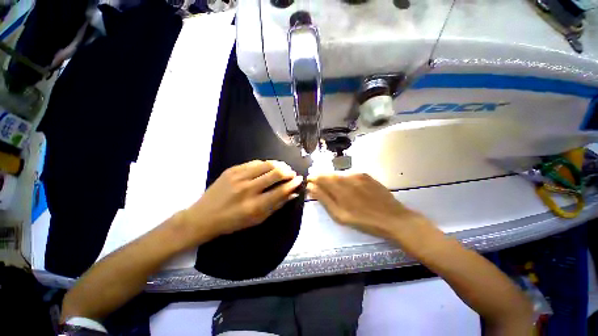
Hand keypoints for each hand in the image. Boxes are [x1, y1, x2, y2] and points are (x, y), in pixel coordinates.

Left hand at [181, 160, 302, 242]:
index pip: (281, 190)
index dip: (293, 183)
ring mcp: (239, 177)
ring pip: (266, 164)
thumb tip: (293, 194)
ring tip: (283, 167)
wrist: (204, 216)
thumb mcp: (257, 219)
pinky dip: (265, 163)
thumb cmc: (233, 222)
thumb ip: (277, 205)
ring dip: (279, 165)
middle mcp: (248, 189)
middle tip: (292, 173)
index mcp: (255, 206)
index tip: (299, 179)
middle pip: (275, 173)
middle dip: (288, 171)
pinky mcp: (232, 170)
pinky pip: (254, 162)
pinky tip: (268, 167)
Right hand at [307, 173, 427, 239]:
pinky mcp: (366, 175)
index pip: (321, 178)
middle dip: (321, 178)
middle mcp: (347, 178)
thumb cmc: (364, 221)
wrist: (393, 218)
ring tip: (331, 187)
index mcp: (339, 188)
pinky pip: (349, 174)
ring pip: (339, 174)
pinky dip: (343, 178)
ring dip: (332, 178)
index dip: (313, 178)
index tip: (308, 181)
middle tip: (317, 184)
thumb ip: (324, 199)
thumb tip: (311, 187)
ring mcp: (358, 175)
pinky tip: (346, 186)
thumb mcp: (340, 215)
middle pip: (329, 174)